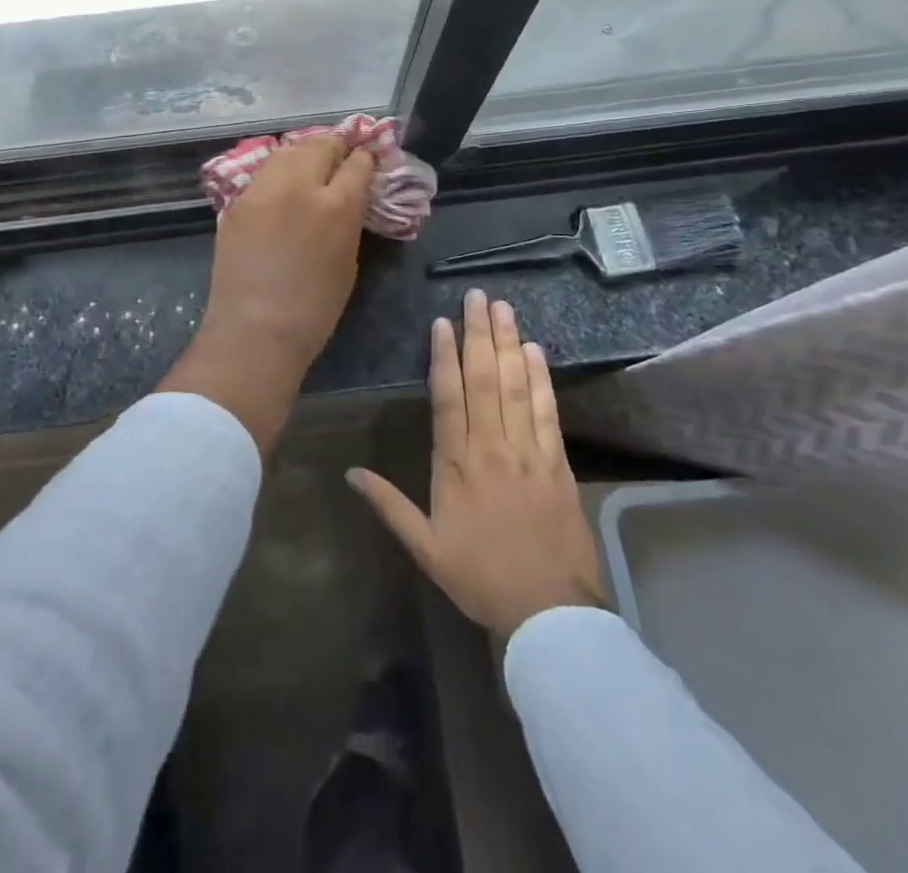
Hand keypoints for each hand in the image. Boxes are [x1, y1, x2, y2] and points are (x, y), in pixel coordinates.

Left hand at [160, 136, 374, 452]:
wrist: (254, 329)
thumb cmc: (313, 309)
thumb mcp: (348, 261)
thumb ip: (349, 220)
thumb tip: (349, 198)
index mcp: (337, 204)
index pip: (357, 163)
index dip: (365, 158)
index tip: (367, 159)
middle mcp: (300, 185)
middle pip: (321, 145)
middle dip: (336, 146)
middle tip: (342, 154)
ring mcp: (264, 189)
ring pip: (289, 150)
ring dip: (305, 151)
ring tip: (312, 161)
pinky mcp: (239, 199)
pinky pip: (265, 172)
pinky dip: (279, 170)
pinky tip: (284, 182)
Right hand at [348, 290, 606, 636]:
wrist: (549, 612)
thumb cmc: (480, 576)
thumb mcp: (425, 547)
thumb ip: (389, 504)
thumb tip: (350, 473)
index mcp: (456, 463)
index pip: (448, 396)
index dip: (444, 356)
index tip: (443, 322)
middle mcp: (491, 446)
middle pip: (484, 379)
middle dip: (479, 334)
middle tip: (478, 296)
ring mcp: (527, 451)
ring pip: (516, 386)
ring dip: (508, 344)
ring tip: (503, 309)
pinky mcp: (557, 462)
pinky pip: (547, 411)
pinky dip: (541, 378)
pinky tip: (536, 351)